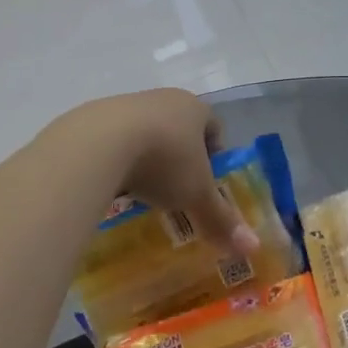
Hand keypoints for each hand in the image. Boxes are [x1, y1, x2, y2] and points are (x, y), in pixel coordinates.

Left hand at [64, 89, 259, 254]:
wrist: (98, 144)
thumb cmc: (163, 161)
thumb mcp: (196, 195)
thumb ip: (222, 220)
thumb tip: (252, 248)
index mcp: (194, 108)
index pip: (214, 126)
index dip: (215, 153)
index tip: (208, 181)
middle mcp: (163, 99)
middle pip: (179, 127)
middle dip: (181, 157)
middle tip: (178, 189)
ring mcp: (127, 104)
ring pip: (146, 132)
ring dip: (148, 157)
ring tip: (144, 190)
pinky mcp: (95, 118)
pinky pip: (115, 140)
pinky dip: (119, 160)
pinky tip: (114, 184)